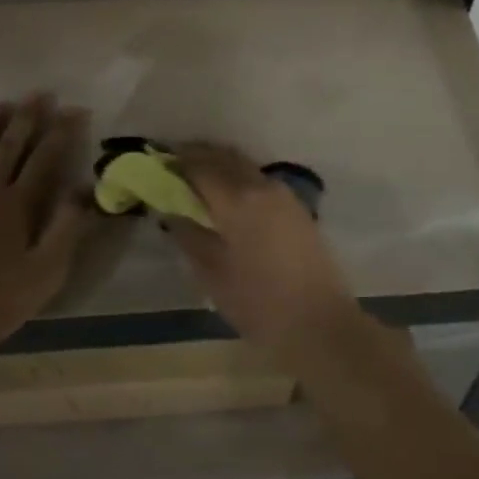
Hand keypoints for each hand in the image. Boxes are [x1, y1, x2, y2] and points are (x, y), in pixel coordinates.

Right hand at [170, 142, 361, 358]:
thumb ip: (189, 237)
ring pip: (243, 165)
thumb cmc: (260, 304)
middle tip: (173, 162)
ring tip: (196, 175)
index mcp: (237, 200)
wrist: (320, 323)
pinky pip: (258, 178)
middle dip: (197, 155)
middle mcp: (261, 186)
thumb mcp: (213, 275)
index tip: (157, 162)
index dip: (176, 162)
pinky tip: (226, 193)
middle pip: (224, 157)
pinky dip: (237, 175)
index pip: (200, 167)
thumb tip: (171, 212)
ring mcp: (282, 194)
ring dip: (219, 162)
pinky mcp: (295, 206)